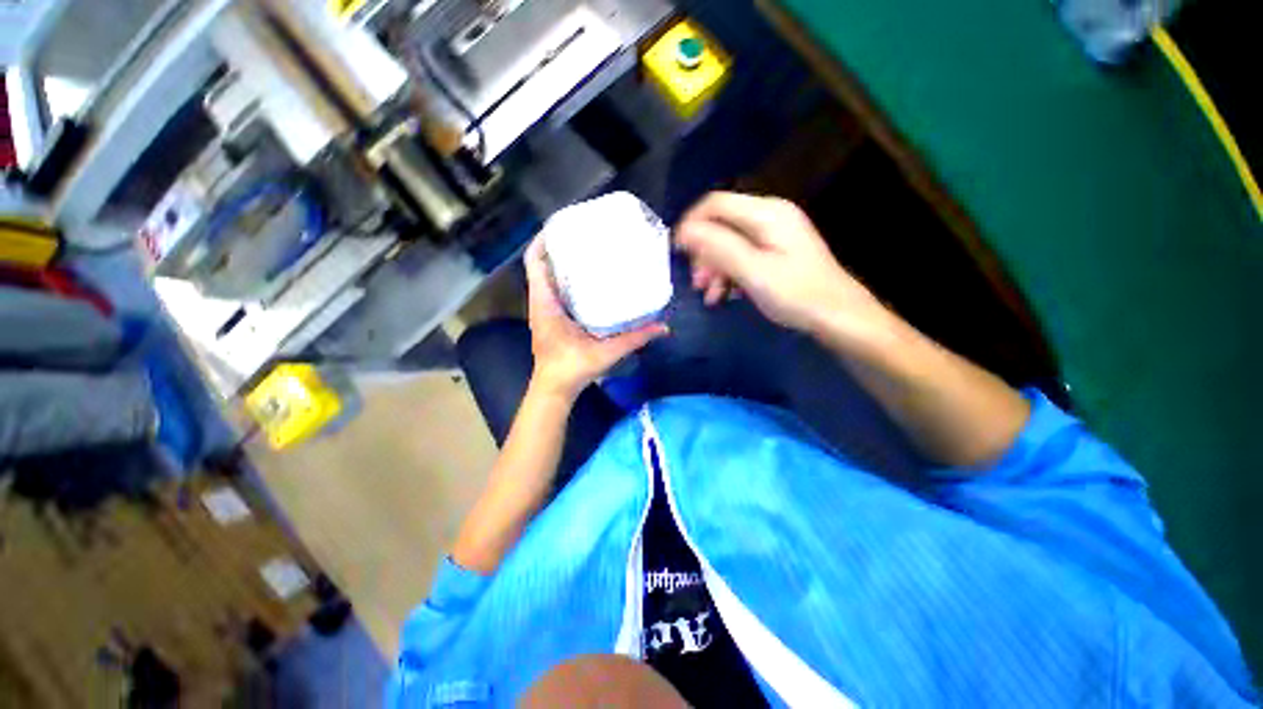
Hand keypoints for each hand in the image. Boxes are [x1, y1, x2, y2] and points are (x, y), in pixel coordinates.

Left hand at [524, 238, 667, 397]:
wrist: (554, 388)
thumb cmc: (572, 369)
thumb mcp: (605, 352)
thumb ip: (634, 338)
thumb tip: (663, 327)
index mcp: (545, 304)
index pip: (535, 263)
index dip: (543, 240)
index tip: (562, 225)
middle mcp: (541, 302)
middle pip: (541, 265)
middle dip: (557, 246)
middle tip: (583, 234)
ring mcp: (543, 310)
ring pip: (546, 277)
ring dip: (560, 261)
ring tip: (585, 250)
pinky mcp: (550, 317)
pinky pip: (552, 290)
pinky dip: (563, 279)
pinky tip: (585, 279)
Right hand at [675, 192, 890, 341]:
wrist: (838, 316)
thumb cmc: (796, 294)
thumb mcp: (753, 271)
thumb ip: (718, 247)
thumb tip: (684, 231)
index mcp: (766, 213)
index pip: (715, 203)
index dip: (692, 224)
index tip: (677, 253)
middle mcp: (770, 216)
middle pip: (721, 224)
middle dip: (704, 253)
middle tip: (697, 283)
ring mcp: (774, 235)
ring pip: (729, 243)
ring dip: (714, 268)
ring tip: (710, 296)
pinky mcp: (776, 252)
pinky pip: (742, 255)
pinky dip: (729, 273)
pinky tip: (725, 295)